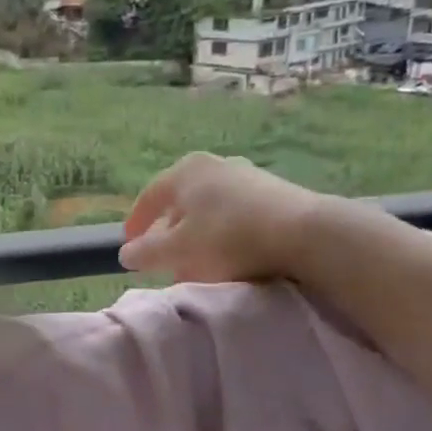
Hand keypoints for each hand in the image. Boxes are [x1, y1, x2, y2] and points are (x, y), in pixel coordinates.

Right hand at [119, 153, 328, 282]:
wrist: (304, 233)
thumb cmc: (228, 237)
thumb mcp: (178, 251)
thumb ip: (147, 253)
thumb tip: (127, 253)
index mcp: (185, 171)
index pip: (149, 197)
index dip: (136, 223)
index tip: (130, 246)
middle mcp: (214, 165)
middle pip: (181, 203)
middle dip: (169, 234)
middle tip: (164, 261)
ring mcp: (247, 175)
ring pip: (209, 210)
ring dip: (198, 238)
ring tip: (197, 265)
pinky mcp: (273, 192)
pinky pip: (235, 215)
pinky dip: (223, 235)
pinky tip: (229, 258)